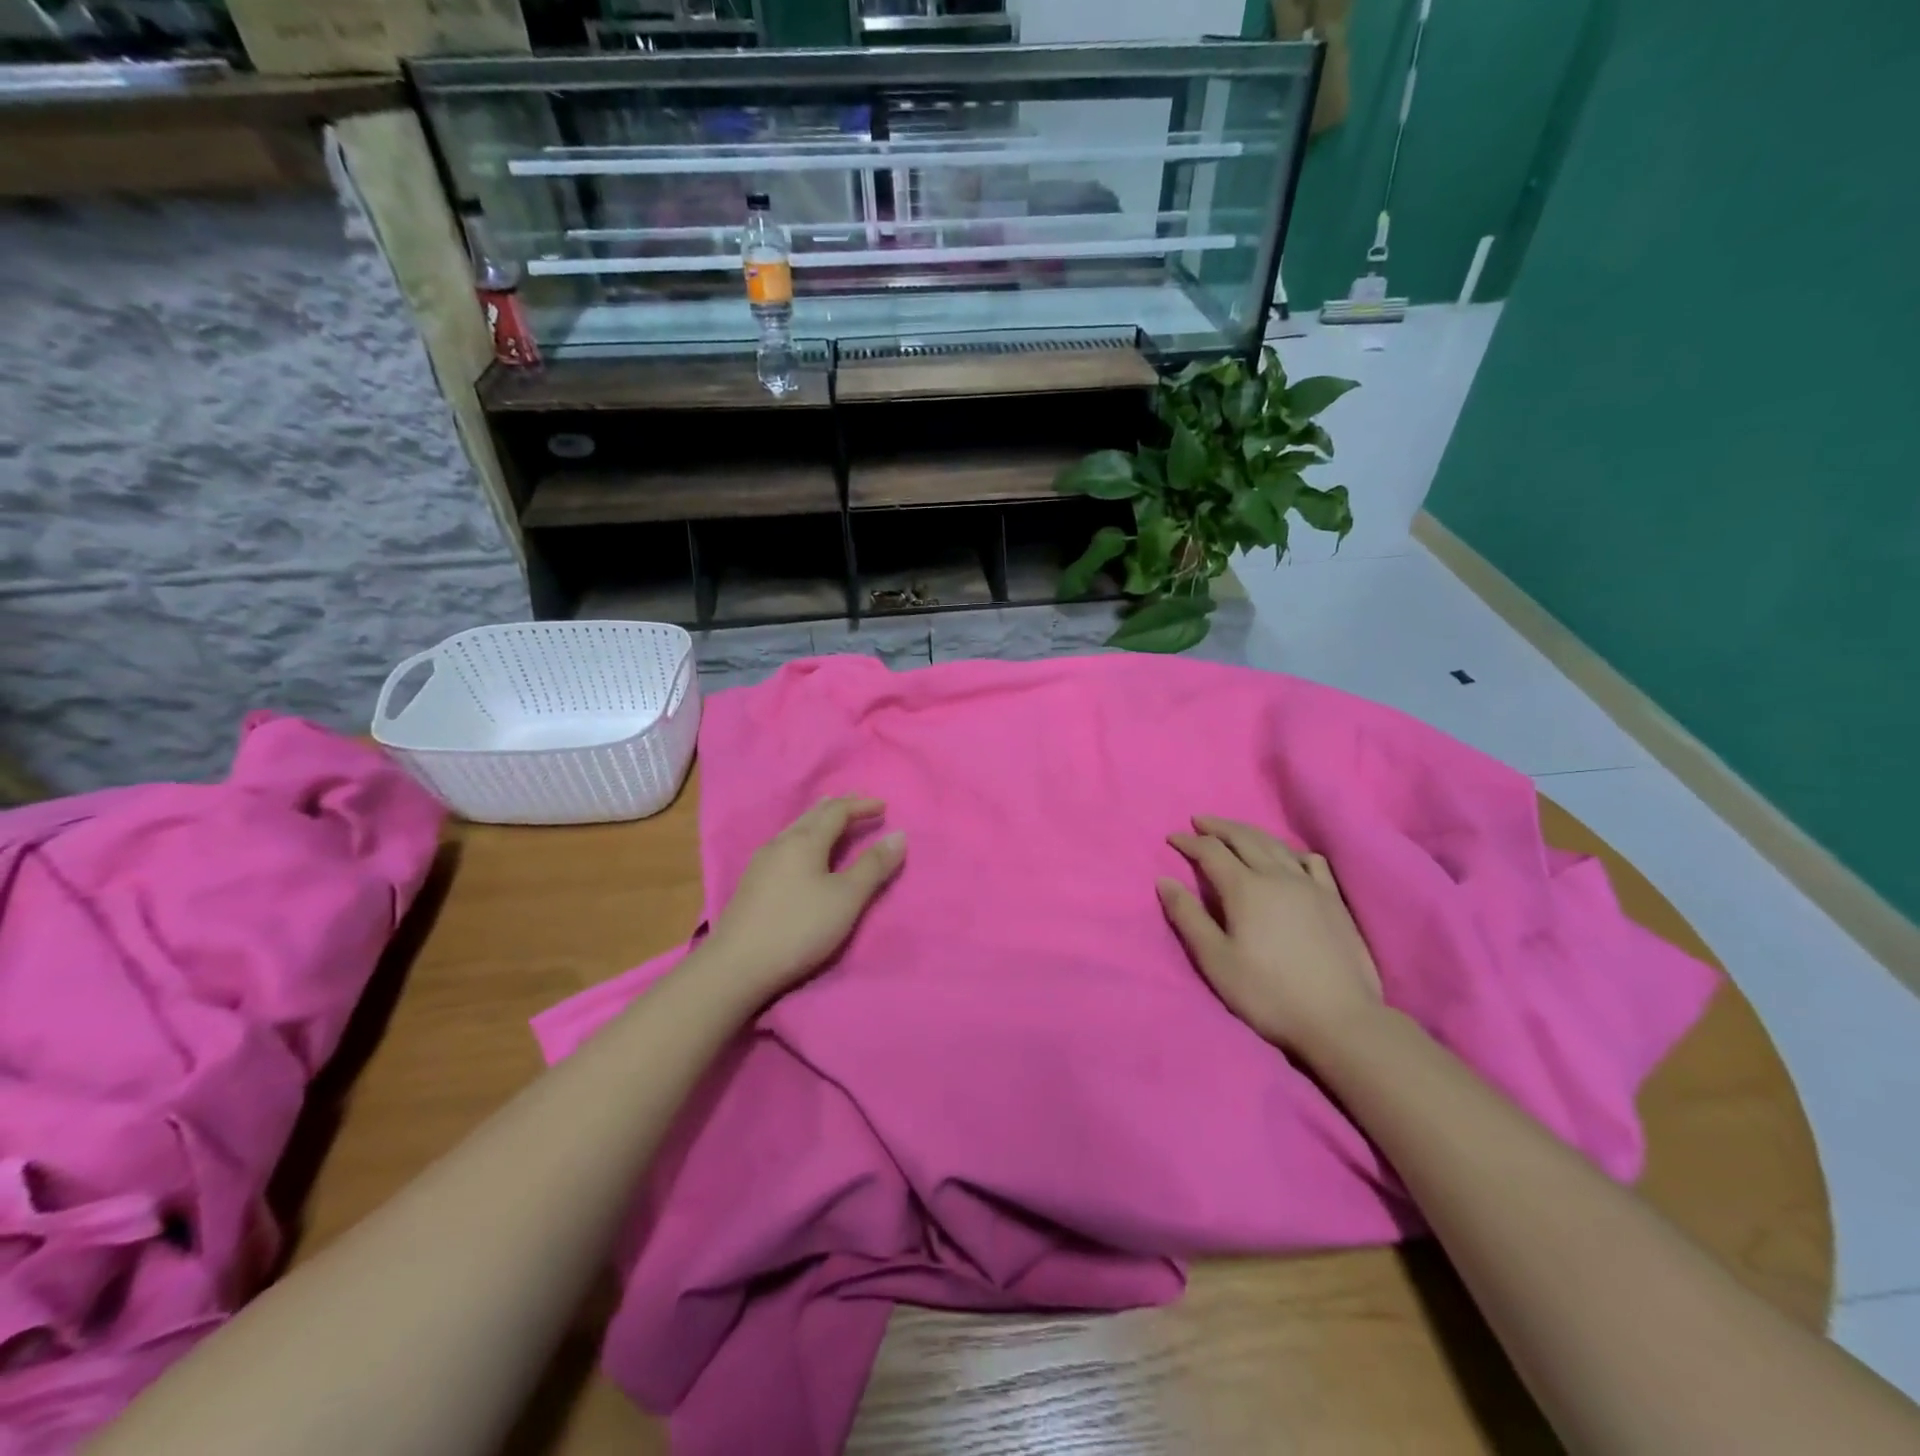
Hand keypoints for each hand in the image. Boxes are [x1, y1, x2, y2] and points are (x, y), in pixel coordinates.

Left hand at [702, 796, 904, 999]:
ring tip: (829, 818)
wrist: (737, 965)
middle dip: (838, 807)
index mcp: (805, 841)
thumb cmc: (799, 927)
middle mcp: (781, 843)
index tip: (883, 807)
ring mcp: (761, 862)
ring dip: (817, 820)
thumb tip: (899, 834)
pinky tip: (800, 853)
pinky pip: (784, 846)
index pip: (837, 811)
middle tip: (857, 802)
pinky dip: (803, 838)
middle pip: (812, 815)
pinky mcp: (752, 883)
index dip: (861, 806)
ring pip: (795, 829)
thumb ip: (874, 866)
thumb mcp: (847, 898)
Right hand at [1159, 816, 1382, 1058]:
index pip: (1211, 851)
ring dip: (1250, 832)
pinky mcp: (1333, 900)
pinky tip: (1290, 857)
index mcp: (1245, 888)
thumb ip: (1188, 916)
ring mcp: (1310, 885)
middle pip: (1244, 838)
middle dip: (1218, 827)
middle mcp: (1277, 876)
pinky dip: (1292, 852)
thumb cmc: (1268, 992)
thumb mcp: (1215, 960)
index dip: (1189, 841)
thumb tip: (1164, 881)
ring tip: (1235, 831)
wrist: (1340, 1019)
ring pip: (1276, 845)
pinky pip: (1312, 862)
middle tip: (1199, 821)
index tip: (1172, 837)